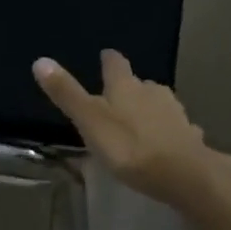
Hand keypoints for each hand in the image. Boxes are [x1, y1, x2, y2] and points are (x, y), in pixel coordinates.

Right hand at [32, 51, 230, 206]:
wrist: (183, 174)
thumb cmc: (129, 146)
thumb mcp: (89, 120)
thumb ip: (67, 93)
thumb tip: (40, 60)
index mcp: (126, 86)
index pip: (115, 64)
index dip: (109, 60)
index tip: (105, 56)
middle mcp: (152, 92)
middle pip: (139, 83)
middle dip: (129, 88)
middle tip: (116, 96)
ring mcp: (175, 113)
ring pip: (159, 104)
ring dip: (148, 109)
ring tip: (137, 121)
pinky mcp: (190, 136)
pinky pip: (175, 128)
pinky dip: (166, 131)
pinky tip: (164, 142)